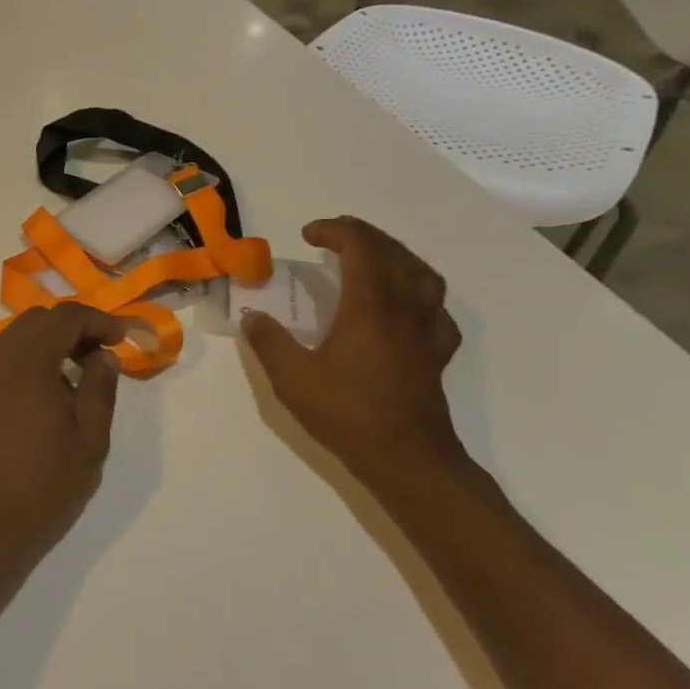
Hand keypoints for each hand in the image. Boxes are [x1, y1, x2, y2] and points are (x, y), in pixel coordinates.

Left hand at [0, 304, 125, 589]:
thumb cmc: (41, 488)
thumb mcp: (89, 442)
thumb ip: (100, 390)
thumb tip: (103, 356)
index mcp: (26, 363)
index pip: (65, 317)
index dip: (98, 320)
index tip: (122, 339)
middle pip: (37, 321)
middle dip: (73, 328)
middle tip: (101, 356)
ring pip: (15, 338)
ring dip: (48, 344)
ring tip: (76, 378)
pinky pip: (0, 360)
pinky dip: (27, 361)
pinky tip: (44, 395)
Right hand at [243, 218, 465, 481]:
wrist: (406, 458)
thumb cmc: (347, 413)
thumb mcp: (292, 378)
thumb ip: (269, 342)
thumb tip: (252, 317)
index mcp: (369, 306)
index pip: (360, 247)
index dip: (335, 230)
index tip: (308, 234)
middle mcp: (403, 308)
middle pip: (393, 252)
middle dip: (362, 235)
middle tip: (334, 237)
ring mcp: (426, 330)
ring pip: (423, 275)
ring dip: (396, 256)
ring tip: (373, 260)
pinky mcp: (436, 354)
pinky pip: (437, 310)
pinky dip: (420, 296)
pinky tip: (405, 308)